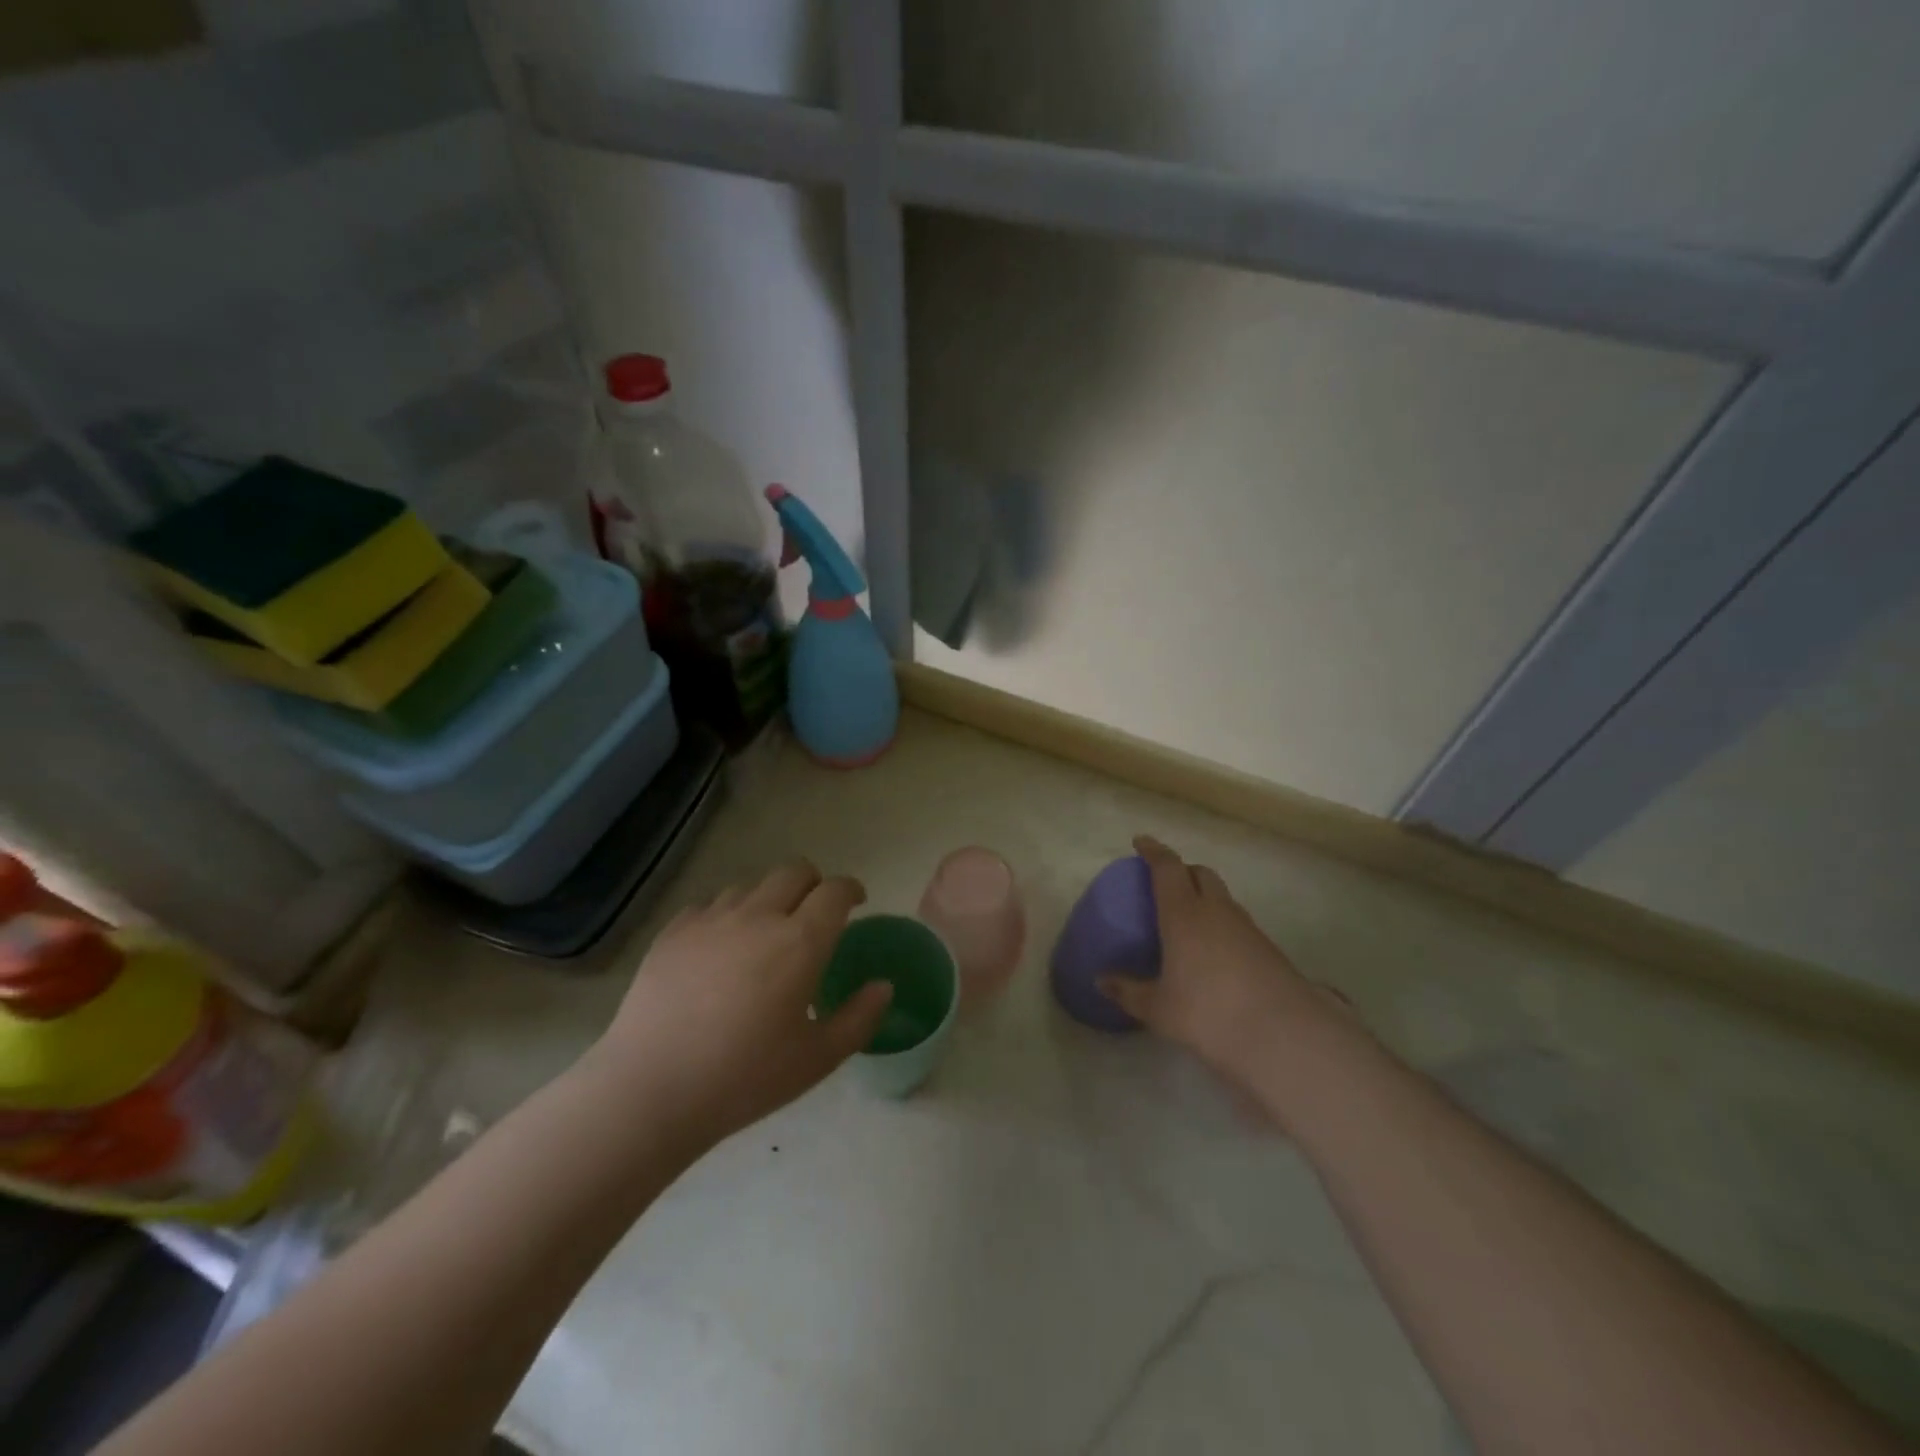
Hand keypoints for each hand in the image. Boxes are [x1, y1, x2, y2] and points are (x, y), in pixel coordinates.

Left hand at [586, 860, 892, 1146]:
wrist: (651, 1089)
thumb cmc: (744, 1078)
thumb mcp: (817, 1059)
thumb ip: (859, 1018)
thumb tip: (884, 986)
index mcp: (800, 941)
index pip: (835, 891)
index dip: (851, 890)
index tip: (856, 903)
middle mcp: (759, 916)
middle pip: (795, 871)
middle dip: (813, 884)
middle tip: (815, 914)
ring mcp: (712, 919)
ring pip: (751, 885)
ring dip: (768, 899)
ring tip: (765, 933)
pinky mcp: (674, 931)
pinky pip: (710, 904)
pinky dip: (727, 915)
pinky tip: (720, 947)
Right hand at [1098, 836, 1356, 1100]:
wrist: (1284, 1035)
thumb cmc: (1209, 1014)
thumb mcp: (1159, 1009)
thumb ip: (1128, 991)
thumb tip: (1101, 981)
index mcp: (1184, 914)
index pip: (1168, 868)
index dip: (1153, 851)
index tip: (1140, 842)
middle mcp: (1216, 911)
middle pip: (1200, 873)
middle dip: (1182, 870)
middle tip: (1165, 882)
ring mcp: (1247, 928)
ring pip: (1222, 896)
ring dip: (1204, 895)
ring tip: (1188, 918)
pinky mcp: (1268, 948)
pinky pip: (1237, 921)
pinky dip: (1221, 921)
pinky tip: (1214, 950)